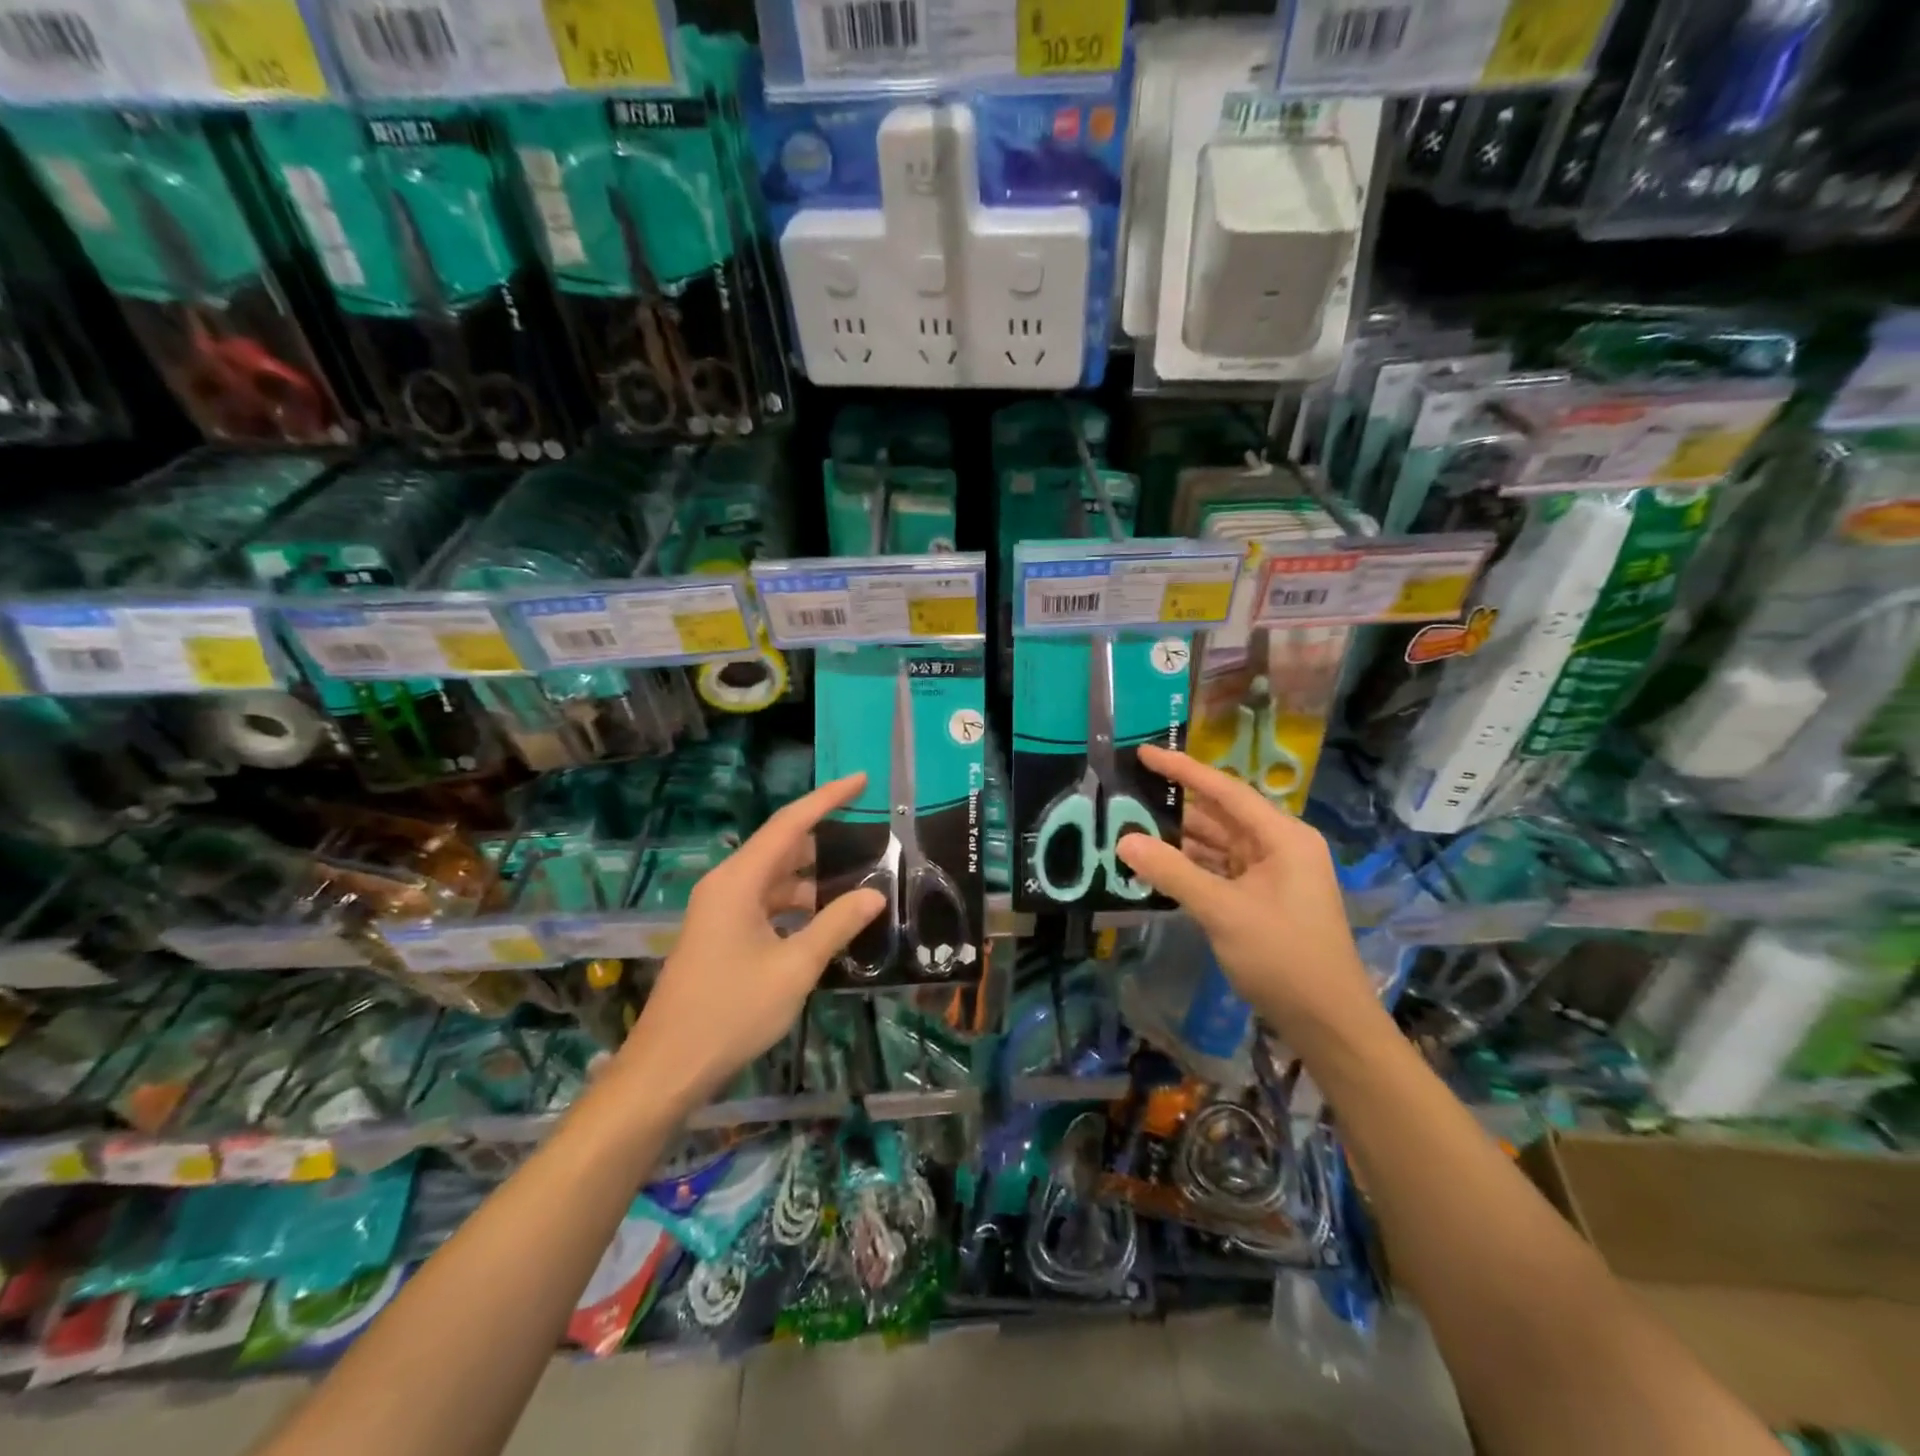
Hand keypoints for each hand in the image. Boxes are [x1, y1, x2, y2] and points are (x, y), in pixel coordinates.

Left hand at [612, 774, 885, 1111]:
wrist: (667, 1067)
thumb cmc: (730, 1012)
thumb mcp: (793, 968)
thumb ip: (836, 925)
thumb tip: (874, 894)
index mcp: (739, 881)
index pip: (790, 824)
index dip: (827, 798)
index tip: (861, 780)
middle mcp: (727, 885)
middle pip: (782, 847)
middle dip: (826, 840)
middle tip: (872, 837)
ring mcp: (721, 910)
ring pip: (776, 879)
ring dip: (814, 879)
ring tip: (860, 883)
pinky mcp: (721, 934)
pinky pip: (766, 904)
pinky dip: (797, 906)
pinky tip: (826, 922)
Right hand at [1116, 745, 1381, 1041]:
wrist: (1327, 1023)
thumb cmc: (1283, 957)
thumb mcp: (1223, 911)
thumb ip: (1173, 872)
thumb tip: (1124, 841)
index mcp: (1283, 837)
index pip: (1226, 791)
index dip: (1183, 769)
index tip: (1144, 753)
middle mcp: (1279, 847)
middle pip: (1219, 816)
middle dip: (1174, 808)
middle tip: (1126, 797)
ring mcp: (1271, 874)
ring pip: (1216, 846)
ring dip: (1178, 841)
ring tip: (1130, 830)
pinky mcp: (1261, 899)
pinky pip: (1219, 871)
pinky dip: (1190, 868)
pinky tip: (1156, 867)